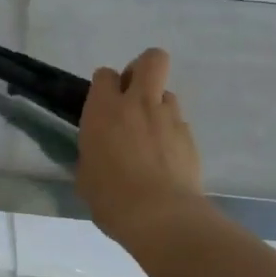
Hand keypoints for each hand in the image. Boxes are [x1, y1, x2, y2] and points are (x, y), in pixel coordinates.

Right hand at [78, 47, 206, 253]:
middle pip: (151, 59)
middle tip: (134, 95)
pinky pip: (179, 123)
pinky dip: (172, 134)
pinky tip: (166, 160)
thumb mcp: (86, 173)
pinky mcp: (189, 137)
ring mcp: (169, 117)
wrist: (160, 217)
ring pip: (168, 93)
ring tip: (152, 135)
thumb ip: (94, 151)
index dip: (104, 86)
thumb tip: (100, 151)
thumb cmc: (111, 197)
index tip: (102, 106)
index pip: (104, 74)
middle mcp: (138, 103)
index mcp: (105, 109)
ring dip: (158, 106)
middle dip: (143, 69)